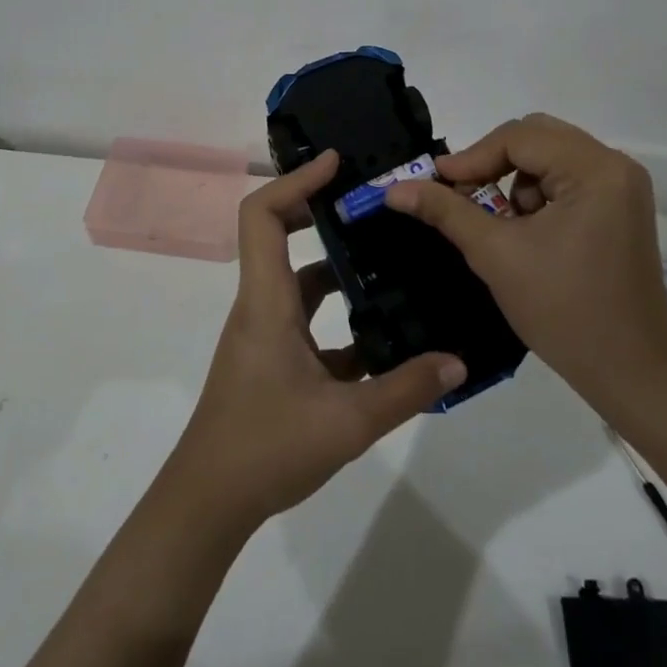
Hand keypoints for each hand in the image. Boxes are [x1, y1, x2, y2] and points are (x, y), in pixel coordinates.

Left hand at [168, 150, 467, 533]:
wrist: (209, 502)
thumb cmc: (265, 448)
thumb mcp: (347, 422)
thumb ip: (406, 390)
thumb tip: (458, 361)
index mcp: (267, 301)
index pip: (263, 216)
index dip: (295, 181)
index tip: (336, 164)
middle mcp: (262, 306)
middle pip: (282, 236)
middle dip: (324, 212)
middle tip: (373, 203)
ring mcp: (266, 334)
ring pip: (302, 282)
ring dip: (341, 269)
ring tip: (392, 260)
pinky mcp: (274, 361)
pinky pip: (310, 322)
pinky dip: (342, 318)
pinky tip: (386, 336)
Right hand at [384, 114, 666, 400]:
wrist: (630, 371)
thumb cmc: (563, 310)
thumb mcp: (495, 254)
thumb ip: (445, 211)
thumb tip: (395, 189)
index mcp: (594, 170)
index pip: (519, 137)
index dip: (472, 157)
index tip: (437, 182)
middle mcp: (614, 166)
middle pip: (537, 137)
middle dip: (493, 163)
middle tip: (462, 193)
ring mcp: (622, 187)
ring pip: (550, 156)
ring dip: (514, 179)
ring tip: (497, 221)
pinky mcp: (620, 208)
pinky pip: (567, 179)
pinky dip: (537, 194)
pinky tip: (525, 231)